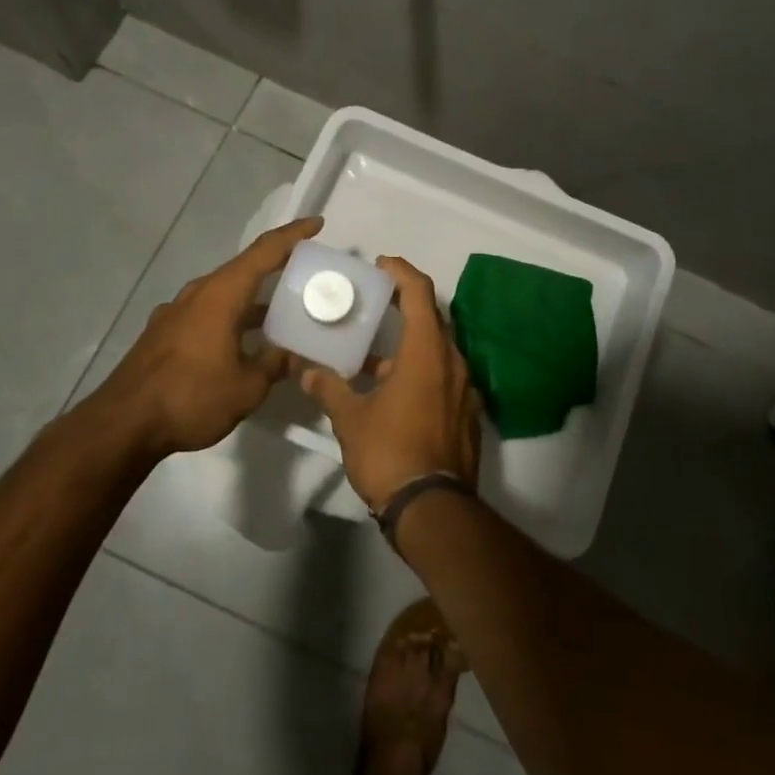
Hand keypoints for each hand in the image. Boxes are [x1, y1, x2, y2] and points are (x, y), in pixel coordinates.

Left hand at [86, 216, 322, 456]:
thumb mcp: (247, 386)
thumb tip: (300, 355)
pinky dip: (231, 316)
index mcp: (222, 294)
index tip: (317, 224)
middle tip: (306, 274)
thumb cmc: (191, 397)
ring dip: (253, 297)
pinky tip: (242, 341)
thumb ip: (276, 364)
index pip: (265, 251)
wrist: (122, 425)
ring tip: (281, 311)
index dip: (293, 234)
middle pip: (244, 268)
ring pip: (224, 293)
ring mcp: (177, 312)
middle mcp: (199, 293)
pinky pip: (207, 312)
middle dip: (276, 267)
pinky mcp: (164, 333)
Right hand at [298, 256, 481, 510]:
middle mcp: (453, 363)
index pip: (420, 293)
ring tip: (376, 352)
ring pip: (439, 351)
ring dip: (411, 344)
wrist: (432, 509)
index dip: (402, 272)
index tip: (382, 265)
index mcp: (427, 352)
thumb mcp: (351, 419)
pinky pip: (444, 378)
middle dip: (406, 306)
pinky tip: (394, 390)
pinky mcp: (467, 414)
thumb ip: (329, 389)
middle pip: (433, 319)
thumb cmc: (390, 452)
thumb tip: (306, 372)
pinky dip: (421, 372)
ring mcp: (465, 390)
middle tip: (377, 302)